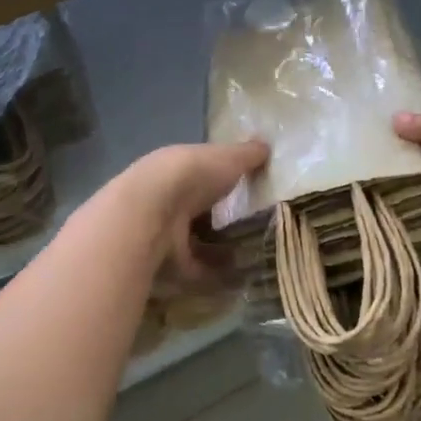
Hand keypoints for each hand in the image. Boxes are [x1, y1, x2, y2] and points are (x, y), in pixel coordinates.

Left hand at [121, 141, 269, 290]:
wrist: (154, 210)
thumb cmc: (194, 174)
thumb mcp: (229, 157)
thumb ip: (248, 154)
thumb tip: (266, 144)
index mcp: (178, 168)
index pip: (200, 173)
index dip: (221, 181)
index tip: (245, 191)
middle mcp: (166, 197)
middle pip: (195, 208)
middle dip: (217, 218)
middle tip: (251, 227)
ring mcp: (163, 229)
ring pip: (192, 239)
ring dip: (216, 247)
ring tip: (250, 254)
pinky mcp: (165, 259)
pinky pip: (194, 267)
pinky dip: (213, 273)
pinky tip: (237, 276)